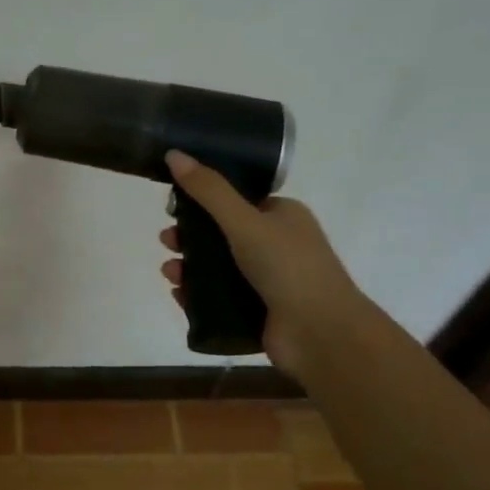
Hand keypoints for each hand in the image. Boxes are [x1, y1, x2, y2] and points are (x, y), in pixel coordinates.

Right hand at [160, 150, 363, 375]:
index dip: (202, 201)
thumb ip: (208, 190)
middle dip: (189, 236)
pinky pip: (218, 296)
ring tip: (169, 272)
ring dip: (189, 266)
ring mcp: (267, 280)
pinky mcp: (257, 310)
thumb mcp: (245, 221)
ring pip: (217, 266)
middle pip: (221, 233)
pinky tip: (178, 294)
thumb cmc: (288, 268)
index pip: (236, 199)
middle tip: (167, 240)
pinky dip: (196, 294)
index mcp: (282, 215)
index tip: (173, 206)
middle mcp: (277, 244)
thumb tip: (173, 154)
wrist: (322, 335)